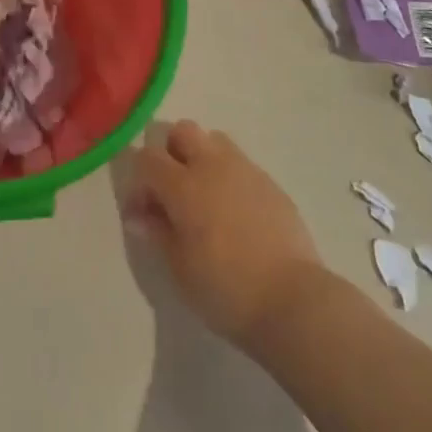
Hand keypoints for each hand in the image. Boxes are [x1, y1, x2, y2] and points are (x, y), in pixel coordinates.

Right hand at [122, 121, 323, 350]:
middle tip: (172, 193)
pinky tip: (235, 212)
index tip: (142, 213)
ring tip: (205, 197)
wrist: (292, 300)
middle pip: (182, 131)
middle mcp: (212, 165)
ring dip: (202, 158)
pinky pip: (240, 163)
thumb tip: (139, 215)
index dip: (139, 182)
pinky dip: (229, 176)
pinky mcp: (269, 182)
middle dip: (170, 153)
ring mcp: (244, 169)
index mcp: (183, 185)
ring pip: (213, 140)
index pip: (147, 157)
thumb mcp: (180, 270)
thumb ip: (157, 233)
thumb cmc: (226, 290)